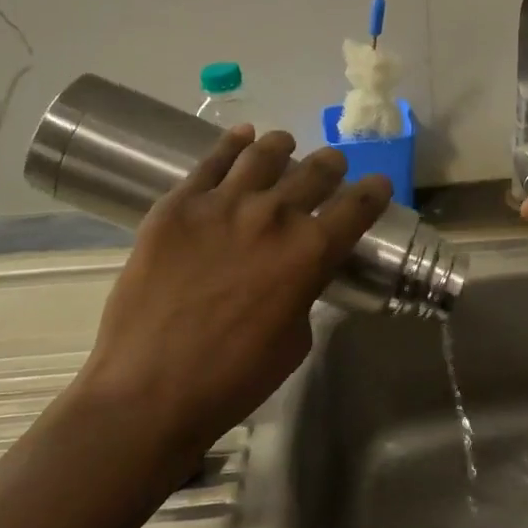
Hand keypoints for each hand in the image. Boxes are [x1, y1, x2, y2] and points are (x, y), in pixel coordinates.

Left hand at [74, 127, 390, 456]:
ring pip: (264, 154)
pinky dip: (232, 144)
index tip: (379, 185)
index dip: (375, 191)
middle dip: (331, 167)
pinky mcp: (177, 205)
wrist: (148, 390)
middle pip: (316, 171)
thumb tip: (299, 271)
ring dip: (283, 147)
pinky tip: (242, 137)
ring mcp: (222, 204)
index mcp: (311, 251)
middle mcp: (274, 215)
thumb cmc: (234, 377)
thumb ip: (305, 291)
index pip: (358, 205)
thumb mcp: (295, 339)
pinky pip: (211, 161)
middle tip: (331, 168)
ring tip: (284, 144)